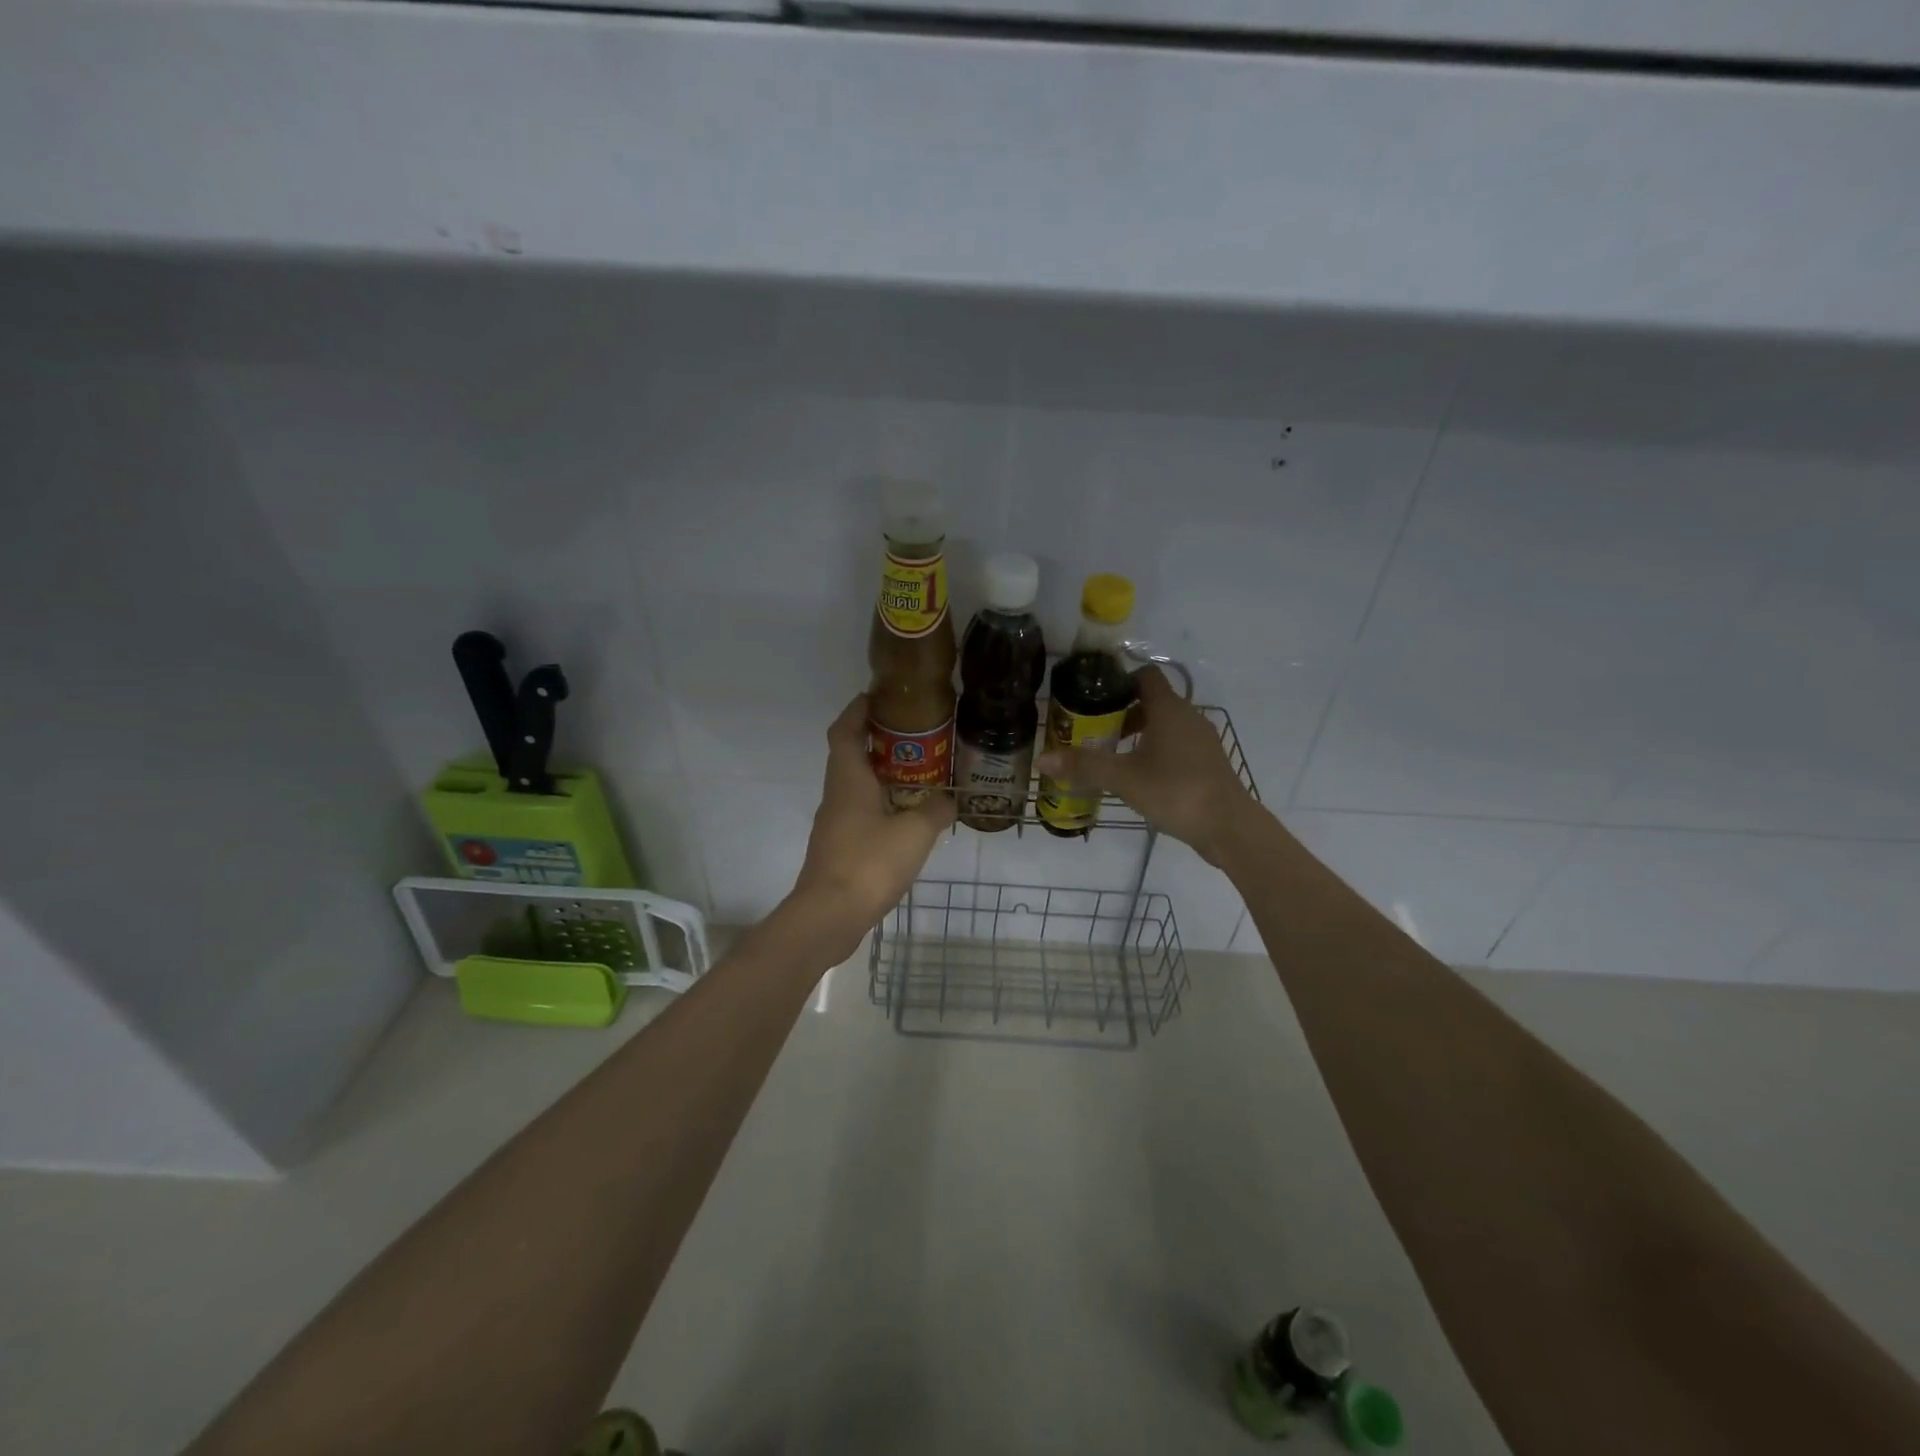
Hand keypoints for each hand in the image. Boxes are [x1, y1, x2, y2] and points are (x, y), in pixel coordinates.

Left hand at [787, 694, 956, 957]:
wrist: (829, 916)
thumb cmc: (869, 863)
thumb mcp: (915, 833)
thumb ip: (935, 811)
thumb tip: (948, 801)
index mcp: (848, 779)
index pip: (845, 730)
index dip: (858, 710)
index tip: (877, 697)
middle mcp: (836, 795)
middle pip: (850, 755)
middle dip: (876, 741)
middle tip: (913, 735)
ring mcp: (834, 824)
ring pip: (855, 786)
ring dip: (879, 775)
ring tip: (917, 774)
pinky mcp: (838, 848)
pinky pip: (859, 813)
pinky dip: (880, 805)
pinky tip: (905, 818)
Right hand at [1035, 666, 1261, 866]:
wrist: (1228, 826)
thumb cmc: (1175, 790)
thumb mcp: (1123, 778)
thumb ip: (1084, 766)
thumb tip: (1042, 759)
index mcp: (1169, 709)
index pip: (1145, 676)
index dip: (1120, 681)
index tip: (1095, 698)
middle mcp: (1189, 717)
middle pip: (1153, 702)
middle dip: (1123, 713)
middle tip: (1095, 731)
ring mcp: (1202, 741)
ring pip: (1166, 726)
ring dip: (1140, 734)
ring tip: (1114, 756)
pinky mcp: (1208, 763)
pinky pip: (1177, 746)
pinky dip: (1157, 752)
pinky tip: (1141, 777)